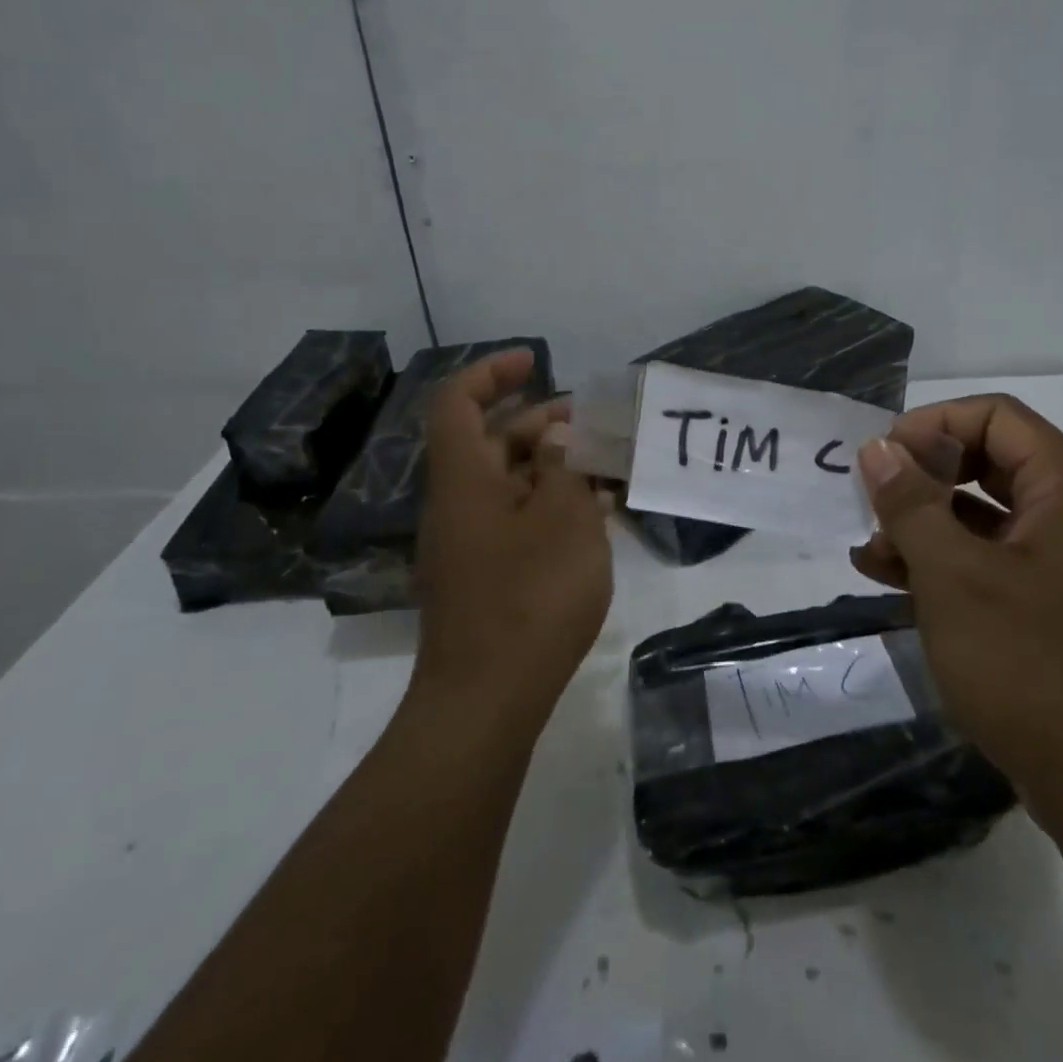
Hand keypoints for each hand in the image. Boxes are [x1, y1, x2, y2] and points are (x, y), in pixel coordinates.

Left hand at [408, 350, 612, 737]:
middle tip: (591, 421)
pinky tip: (594, 515)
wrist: (486, 700)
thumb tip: (556, 436)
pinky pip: (515, 520)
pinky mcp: (485, 577)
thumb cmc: (529, 597)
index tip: (535, 360)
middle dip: (538, 421)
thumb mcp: (563, 519)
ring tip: (605, 465)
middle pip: (488, 441)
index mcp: (463, 479)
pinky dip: (550, 506)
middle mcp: (457, 504)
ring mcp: (469, 544)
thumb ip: (562, 467)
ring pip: (508, 483)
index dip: (492, 372)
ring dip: (551, 466)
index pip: (458, 402)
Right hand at [849, 394, 1062, 836]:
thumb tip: (878, 447)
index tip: (883, 458)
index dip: (934, 424)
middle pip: (988, 462)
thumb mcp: (953, 576)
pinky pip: (988, 563)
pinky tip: (891, 582)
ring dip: (923, 525)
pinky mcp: (1048, 609)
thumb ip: (911, 503)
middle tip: (872, 501)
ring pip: (982, 517)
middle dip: (922, 477)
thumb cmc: (1030, 664)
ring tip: (868, 552)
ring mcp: (1061, 567)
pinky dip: (941, 564)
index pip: (996, 417)